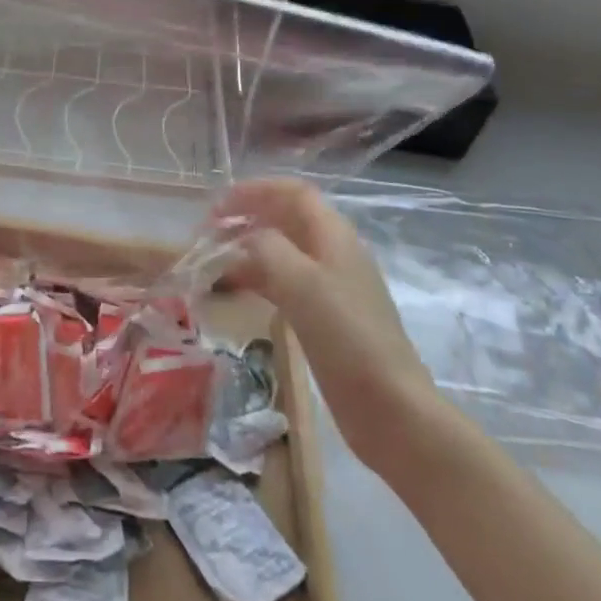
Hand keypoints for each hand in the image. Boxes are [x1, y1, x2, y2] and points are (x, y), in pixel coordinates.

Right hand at [214, 177, 439, 471]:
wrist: (391, 410)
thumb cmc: (347, 338)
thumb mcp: (301, 283)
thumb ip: (267, 248)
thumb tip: (244, 238)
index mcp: (334, 236)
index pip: (293, 192)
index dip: (255, 190)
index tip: (217, 206)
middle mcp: (334, 253)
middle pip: (286, 219)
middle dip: (247, 217)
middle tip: (209, 234)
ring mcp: (331, 287)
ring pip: (283, 252)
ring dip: (248, 249)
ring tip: (214, 262)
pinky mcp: (326, 318)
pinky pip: (285, 283)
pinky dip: (258, 278)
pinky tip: (236, 292)